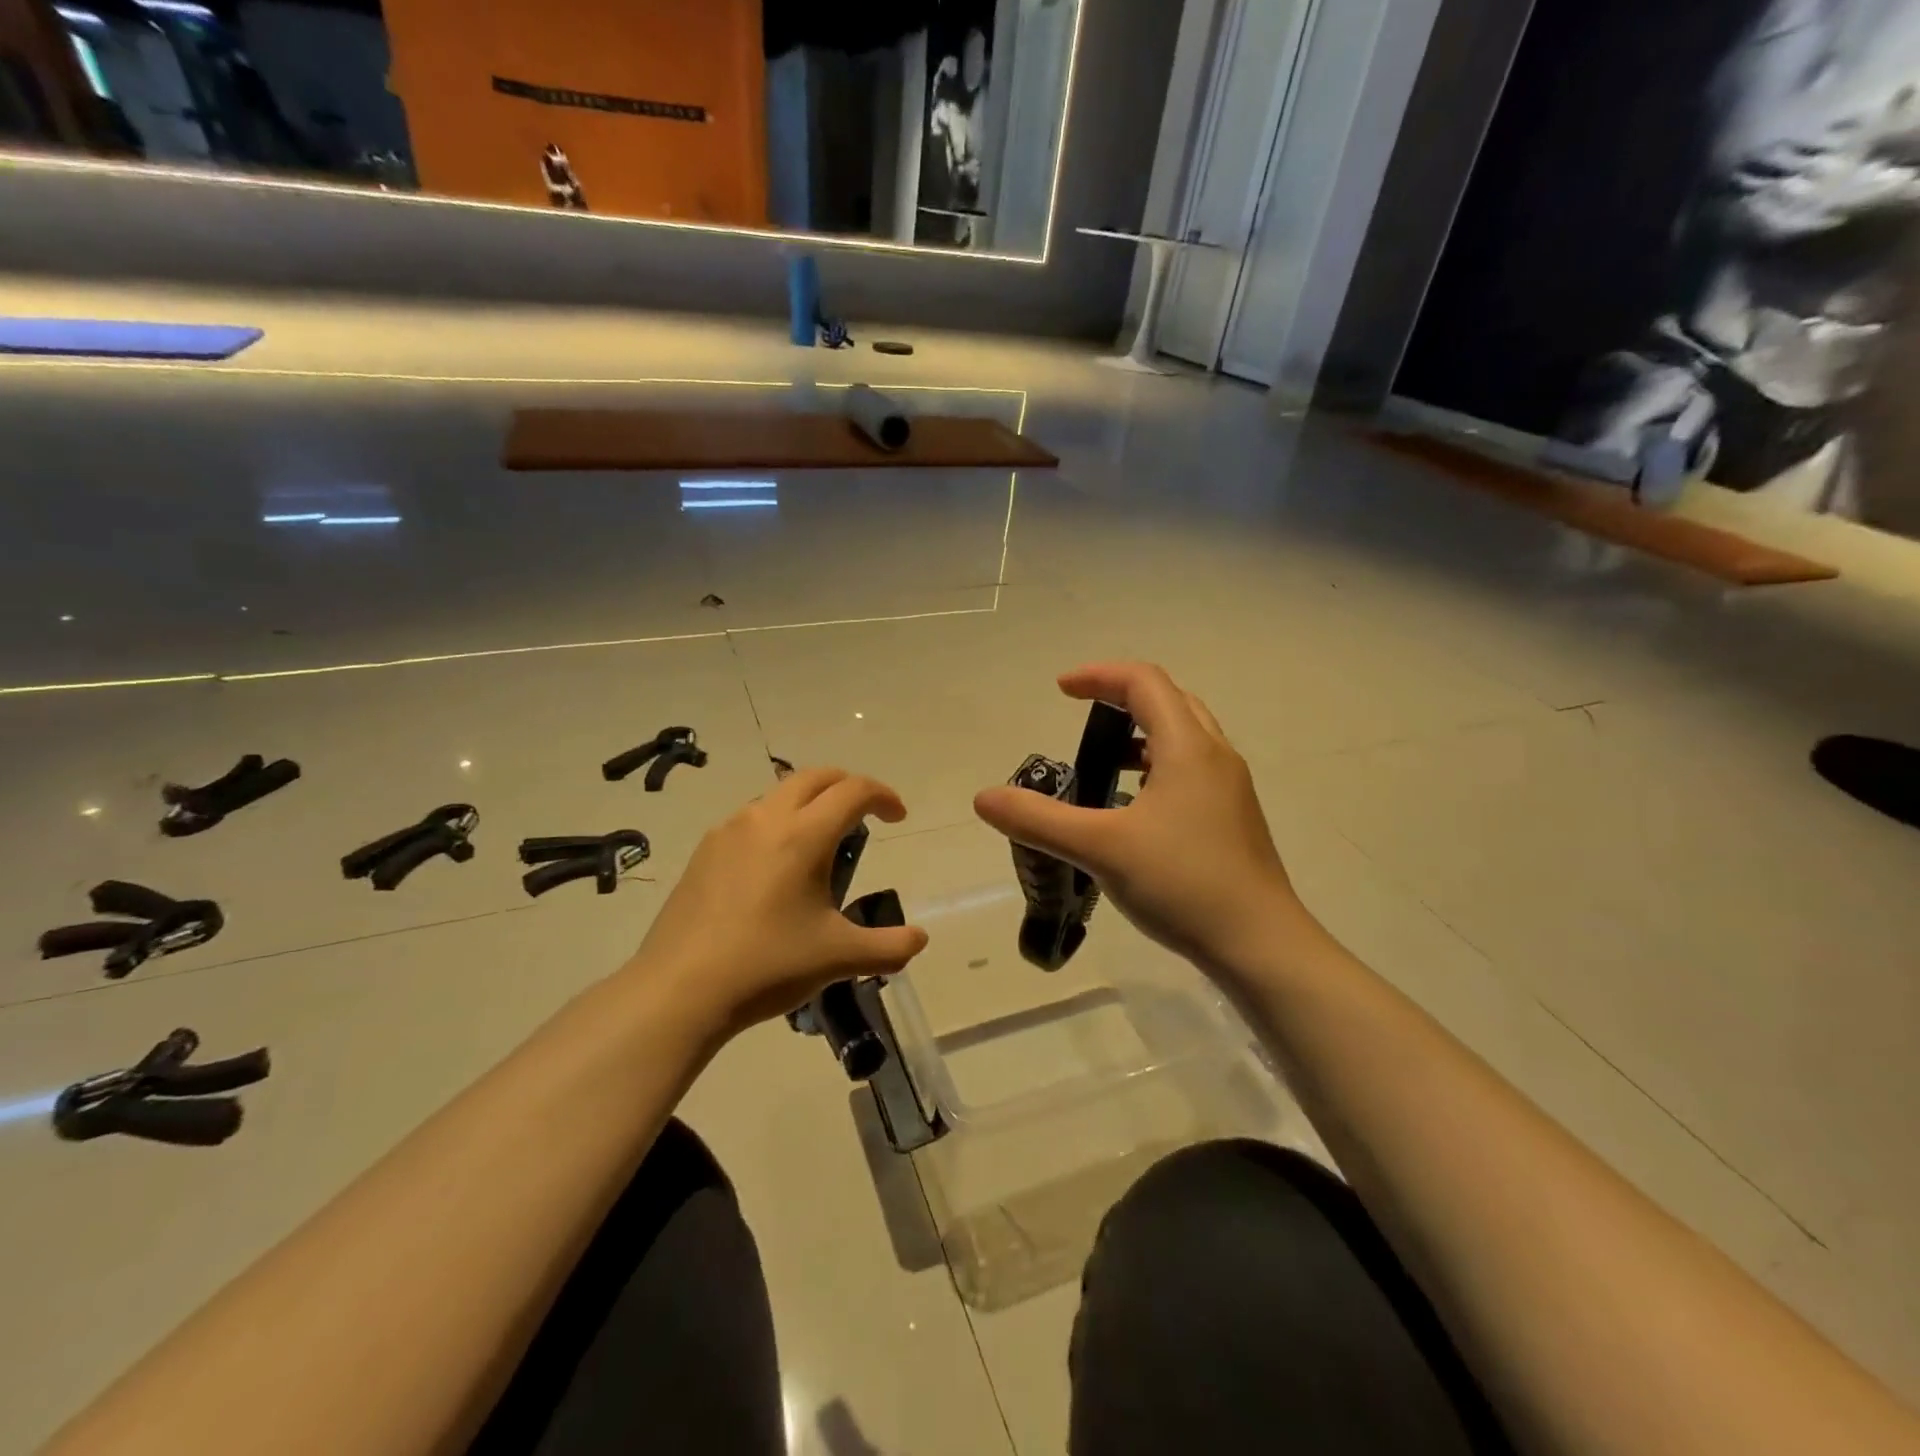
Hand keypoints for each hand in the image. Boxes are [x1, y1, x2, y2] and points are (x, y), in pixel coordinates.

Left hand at [632, 769, 929, 1036]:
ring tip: (821, 844)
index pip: (853, 791)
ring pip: (779, 794)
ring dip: (810, 803)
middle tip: (865, 815)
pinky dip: (778, 823)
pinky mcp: (704, 851)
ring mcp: (729, 831)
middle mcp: (766, 819)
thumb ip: (889, 947)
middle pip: (816, 777)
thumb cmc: (768, 965)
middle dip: (848, 786)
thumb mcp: (839, 958)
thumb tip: (919, 939)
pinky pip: (752, 818)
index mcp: (803, 835)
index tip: (897, 817)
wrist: (679, 990)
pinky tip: (776, 868)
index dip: (883, 796)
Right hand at [974, 663, 1304, 979]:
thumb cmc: (1183, 884)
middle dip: (1121, 698)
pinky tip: (1134, 808)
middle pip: (1169, 700)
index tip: (1060, 690)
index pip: (1143, 682)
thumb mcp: (1101, 848)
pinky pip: (1191, 769)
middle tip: (1083, 717)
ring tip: (1105, 761)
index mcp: (1188, 747)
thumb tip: (984, 798)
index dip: (1099, 676)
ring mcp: (1230, 789)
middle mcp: (1215, 756)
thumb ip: (1039, 820)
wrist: (1261, 945)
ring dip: (1142, 733)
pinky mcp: (1233, 818)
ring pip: (1185, 736)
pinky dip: (1158, 766)